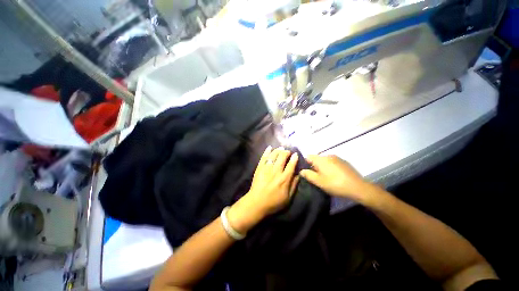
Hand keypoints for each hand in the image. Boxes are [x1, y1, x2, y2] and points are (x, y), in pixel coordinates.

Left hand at [227, 146, 298, 232]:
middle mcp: (276, 171)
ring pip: (273, 155)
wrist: (256, 203)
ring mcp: (266, 169)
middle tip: (288, 152)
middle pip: (282, 157)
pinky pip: (263, 158)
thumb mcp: (288, 198)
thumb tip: (298, 175)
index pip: (291, 165)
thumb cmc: (274, 202)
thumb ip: (294, 186)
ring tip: (281, 148)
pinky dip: (266, 152)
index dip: (294, 158)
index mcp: (284, 179)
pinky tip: (269, 147)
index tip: (296, 154)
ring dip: (278, 150)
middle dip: (286, 152)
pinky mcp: (259, 168)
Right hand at [300, 155, 371, 202]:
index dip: (305, 164)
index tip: (306, 172)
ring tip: (324, 177)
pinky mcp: (343, 162)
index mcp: (320, 159)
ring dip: (322, 167)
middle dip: (314, 166)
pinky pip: (332, 162)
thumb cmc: (335, 184)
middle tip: (315, 177)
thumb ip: (308, 175)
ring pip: (324, 160)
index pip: (308, 157)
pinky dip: (329, 167)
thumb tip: (301, 170)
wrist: (358, 187)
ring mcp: (337, 158)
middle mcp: (328, 155)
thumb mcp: (319, 182)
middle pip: (316, 158)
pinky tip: (334, 176)